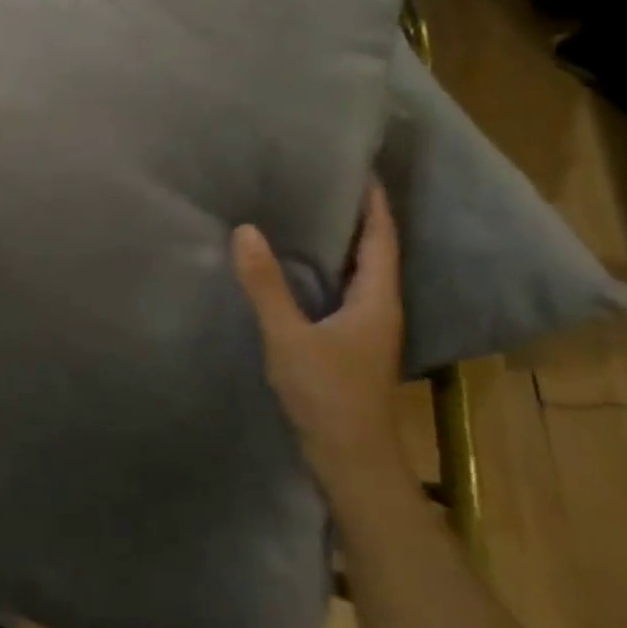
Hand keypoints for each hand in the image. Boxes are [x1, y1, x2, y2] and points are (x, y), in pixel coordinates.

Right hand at [233, 183, 406, 493]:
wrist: (349, 458)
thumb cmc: (327, 393)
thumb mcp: (289, 336)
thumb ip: (266, 286)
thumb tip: (245, 230)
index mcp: (377, 300)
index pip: (381, 239)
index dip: (375, 204)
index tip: (364, 169)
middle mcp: (379, 309)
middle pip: (375, 253)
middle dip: (357, 218)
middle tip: (326, 184)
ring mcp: (366, 329)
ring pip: (359, 275)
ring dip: (342, 246)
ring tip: (309, 216)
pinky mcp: (349, 345)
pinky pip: (342, 293)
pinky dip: (326, 272)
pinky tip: (299, 269)